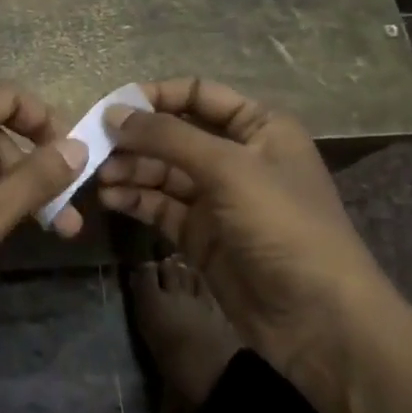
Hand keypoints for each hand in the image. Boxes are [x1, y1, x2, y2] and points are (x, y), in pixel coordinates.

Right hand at [96, 77, 391, 367]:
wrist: (318, 317)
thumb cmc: (283, 225)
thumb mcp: (228, 169)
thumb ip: (168, 137)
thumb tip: (113, 113)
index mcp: (258, 128)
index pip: (198, 95)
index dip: (156, 97)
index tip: (112, 106)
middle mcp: (236, 157)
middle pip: (174, 135)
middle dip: (135, 139)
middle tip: (94, 148)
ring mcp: (216, 199)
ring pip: (162, 172)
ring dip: (130, 170)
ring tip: (99, 177)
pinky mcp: (200, 235)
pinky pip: (160, 206)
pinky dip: (135, 200)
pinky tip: (111, 199)